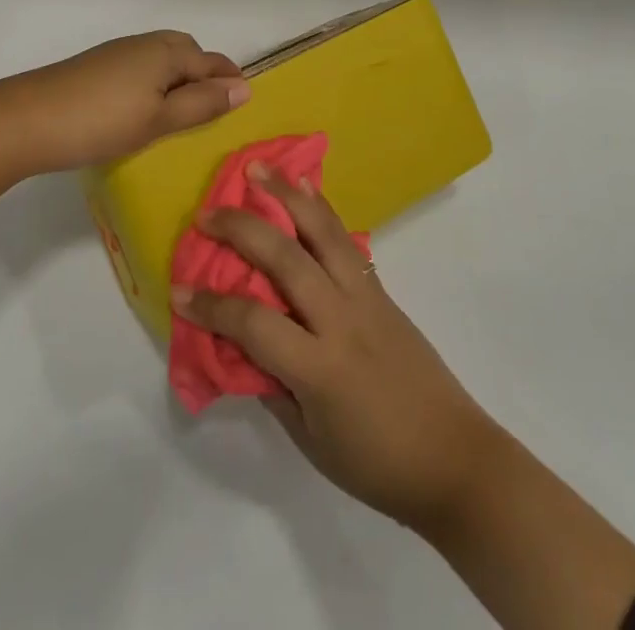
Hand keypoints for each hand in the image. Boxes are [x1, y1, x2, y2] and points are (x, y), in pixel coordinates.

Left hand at [0, 31, 248, 184]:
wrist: (24, 120)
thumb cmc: (100, 122)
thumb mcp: (158, 119)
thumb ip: (201, 104)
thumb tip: (243, 89)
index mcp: (164, 52)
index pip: (210, 61)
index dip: (229, 79)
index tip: (244, 100)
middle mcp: (143, 44)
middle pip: (186, 50)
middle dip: (204, 71)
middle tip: (214, 104)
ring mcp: (116, 53)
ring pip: (161, 57)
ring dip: (178, 76)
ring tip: (182, 109)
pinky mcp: (95, 67)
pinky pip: (140, 66)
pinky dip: (155, 81)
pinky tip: (144, 107)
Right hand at [173, 166, 505, 531]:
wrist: (456, 458)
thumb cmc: (377, 464)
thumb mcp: (311, 441)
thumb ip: (272, 387)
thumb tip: (239, 346)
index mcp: (320, 367)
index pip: (253, 323)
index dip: (211, 307)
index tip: (178, 293)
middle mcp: (342, 319)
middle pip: (285, 258)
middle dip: (241, 230)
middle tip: (206, 214)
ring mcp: (366, 296)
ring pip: (322, 232)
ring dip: (287, 195)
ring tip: (258, 168)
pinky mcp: (382, 289)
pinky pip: (346, 240)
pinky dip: (322, 210)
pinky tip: (306, 188)